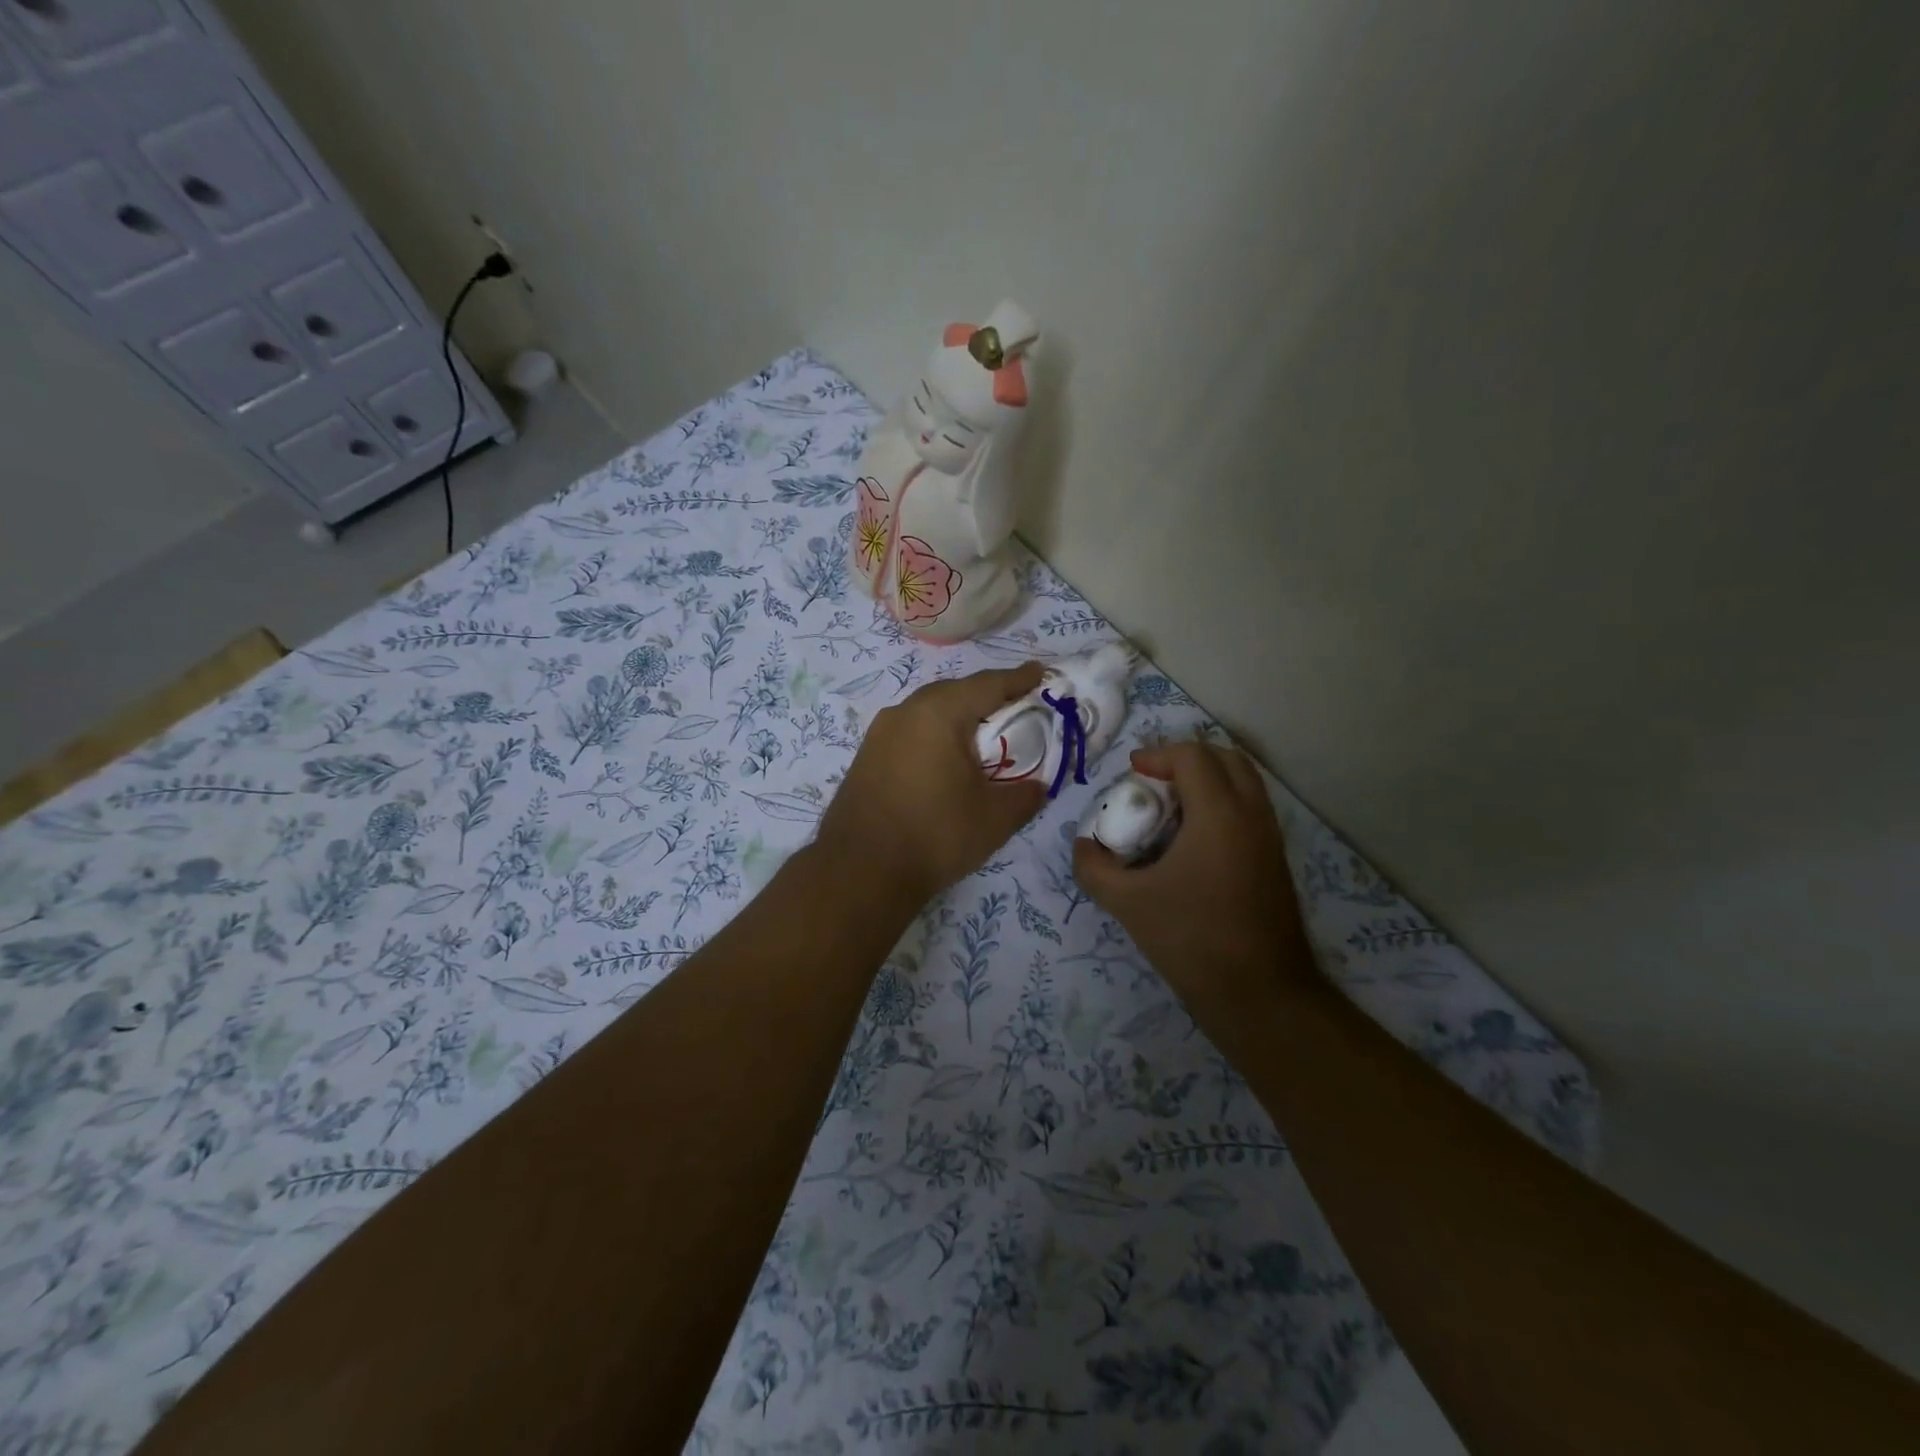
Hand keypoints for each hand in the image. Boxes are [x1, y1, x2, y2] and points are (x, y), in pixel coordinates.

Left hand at [816, 664, 1047, 904]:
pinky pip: (912, 732)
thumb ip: (1026, 794)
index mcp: (939, 712)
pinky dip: (936, 736)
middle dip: (988, 697)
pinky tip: (946, 759)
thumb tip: (1037, 786)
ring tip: (984, 735)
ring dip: (959, 718)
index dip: (1020, 679)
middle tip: (1017, 708)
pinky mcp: (867, 756)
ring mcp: (880, 732)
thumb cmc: (935, 835)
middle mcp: (906, 711)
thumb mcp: (995, 818)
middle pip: (956, 692)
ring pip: (930, 711)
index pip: (989, 684)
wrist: (860, 871)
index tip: (1041, 673)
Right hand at [1073, 740, 1314, 1013]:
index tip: (1131, 773)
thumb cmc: (1192, 939)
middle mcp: (1252, 815)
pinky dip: (1222, 805)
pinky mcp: (1276, 861)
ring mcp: (1270, 837)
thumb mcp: (1127, 903)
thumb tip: (1083, 845)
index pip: (1193, 756)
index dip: (1157, 755)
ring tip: (1171, 809)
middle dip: (1186, 759)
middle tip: (1154, 781)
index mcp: (1219, 814)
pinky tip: (1193, 842)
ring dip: (1208, 780)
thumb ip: (1094, 868)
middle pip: (1226, 758)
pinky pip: (1250, 810)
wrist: (1260, 993)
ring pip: (1244, 782)